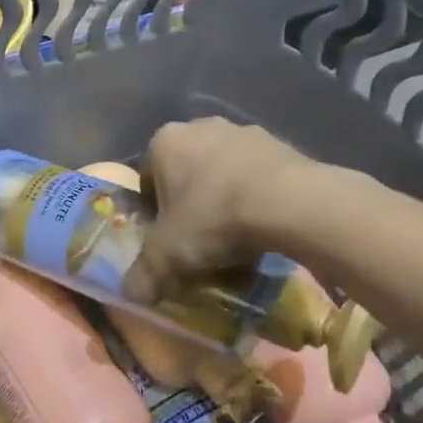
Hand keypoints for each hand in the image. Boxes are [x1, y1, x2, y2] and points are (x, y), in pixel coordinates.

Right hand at [124, 119, 315, 303]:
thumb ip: (143, 276)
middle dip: (190, 207)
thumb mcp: (166, 257)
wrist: (292, 203)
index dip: (153, 215)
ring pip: (223, 175)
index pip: (146, 180)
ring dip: (224, 202)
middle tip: (199, 243)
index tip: (166, 242)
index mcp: (165, 142)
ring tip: (236, 243)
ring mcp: (245, 132)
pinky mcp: (282, 145)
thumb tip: (131, 294)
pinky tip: (264, 230)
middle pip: (186, 175)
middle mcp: (201, 127)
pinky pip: (258, 178)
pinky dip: (257, 200)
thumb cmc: (213, 218)